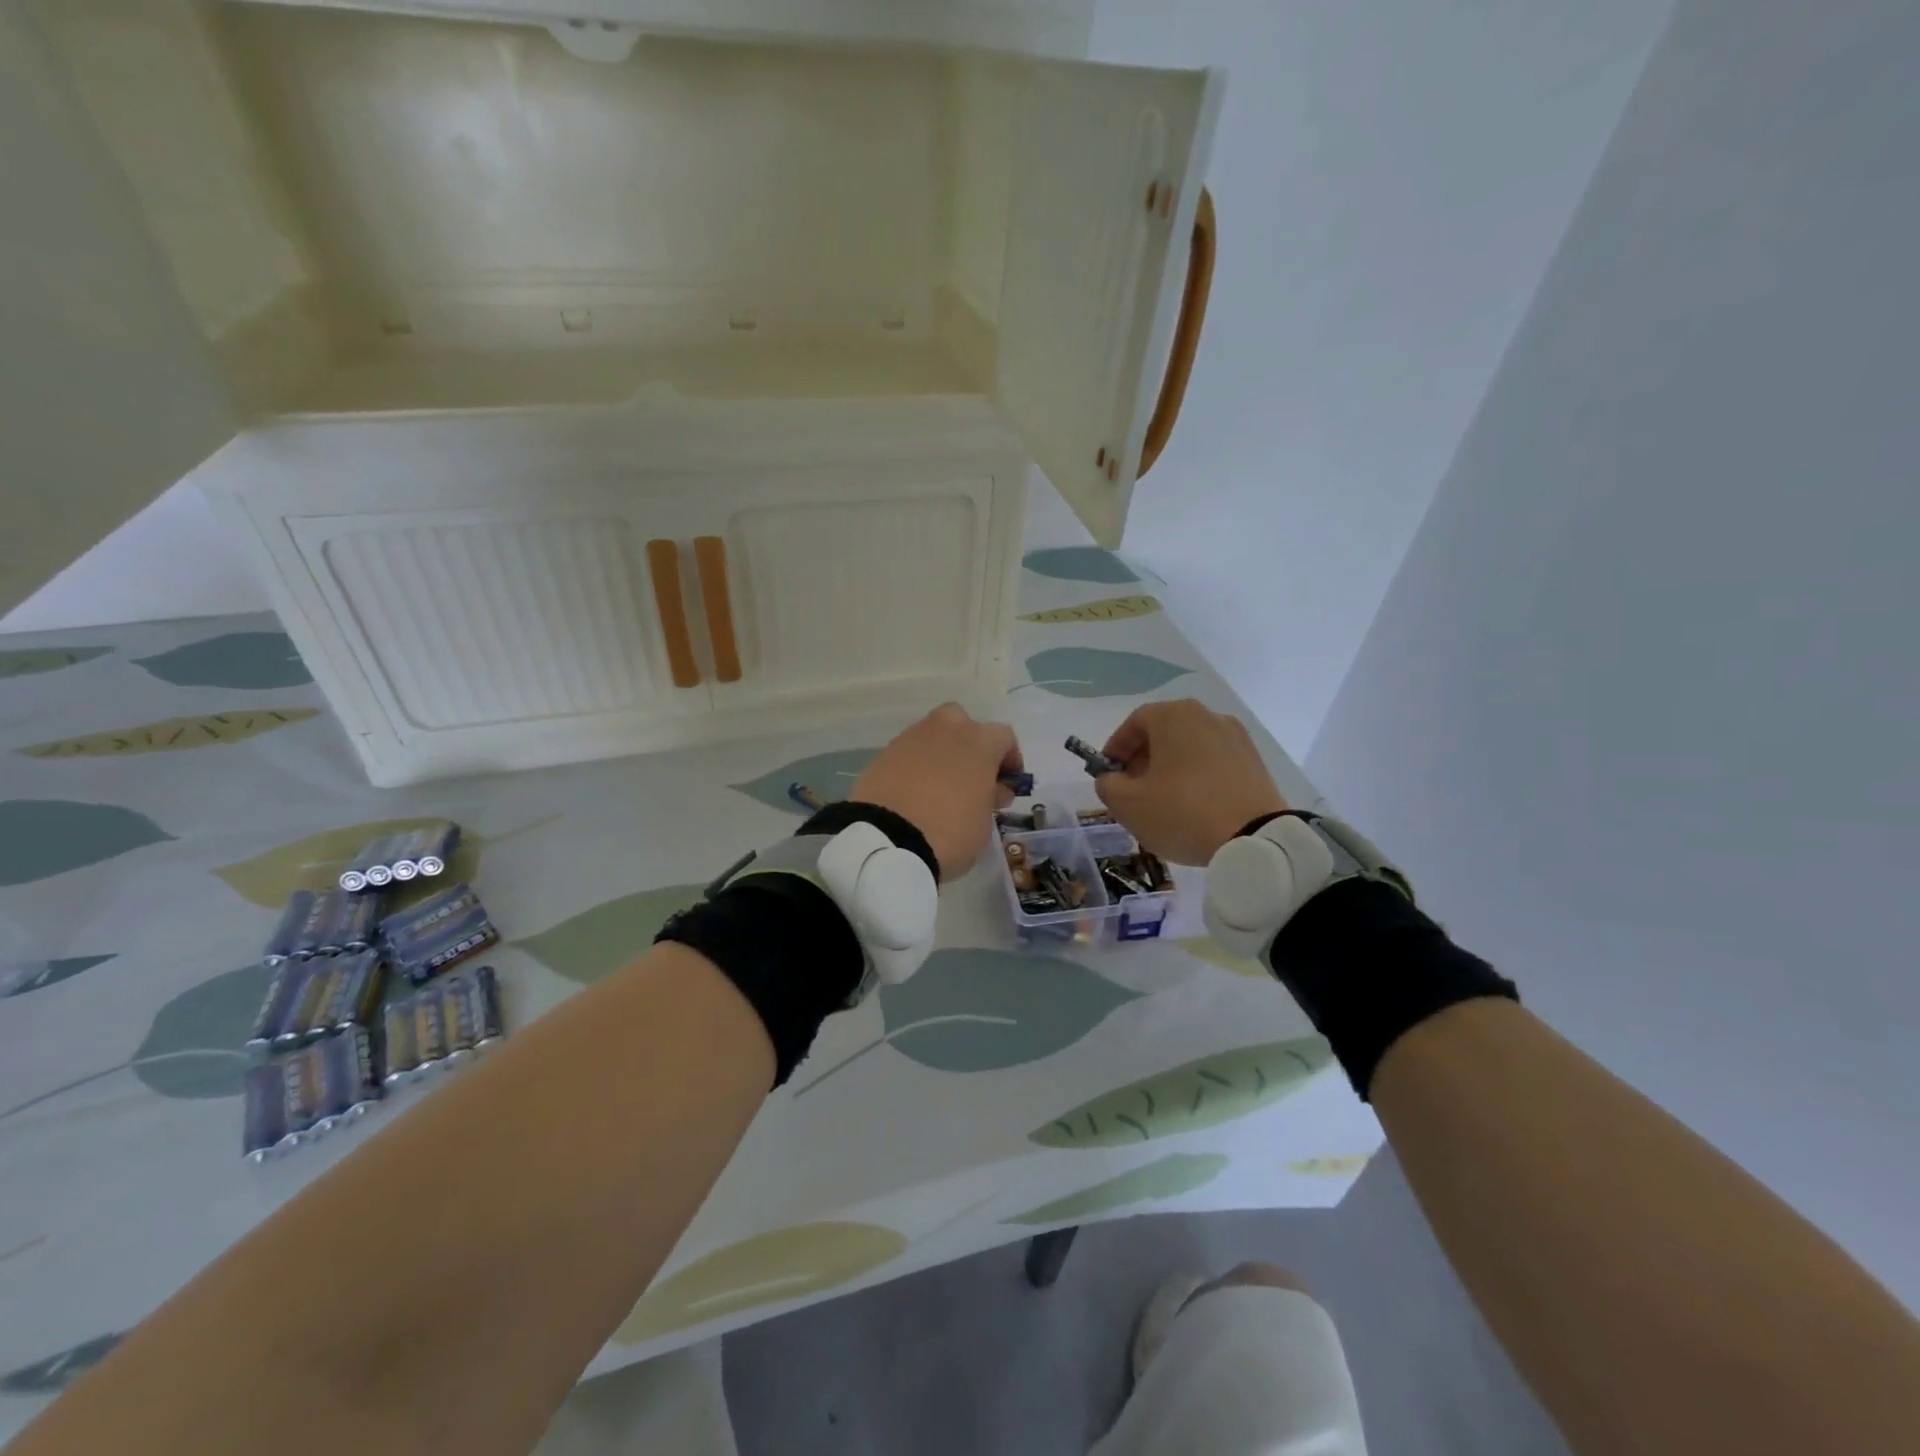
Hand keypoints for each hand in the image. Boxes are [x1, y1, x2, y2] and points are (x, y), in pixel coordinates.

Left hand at [850, 704, 1021, 879]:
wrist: (886, 840)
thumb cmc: (950, 831)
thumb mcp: (985, 822)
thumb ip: (991, 798)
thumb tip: (991, 789)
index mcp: (979, 741)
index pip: (1004, 738)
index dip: (1009, 761)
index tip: (1006, 784)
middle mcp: (946, 728)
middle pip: (964, 726)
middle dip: (970, 747)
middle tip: (971, 779)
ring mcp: (911, 738)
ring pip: (933, 738)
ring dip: (941, 756)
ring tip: (940, 790)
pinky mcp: (883, 754)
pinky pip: (909, 755)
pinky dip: (915, 768)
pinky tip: (914, 795)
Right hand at [1094, 700, 1288, 864]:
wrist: (1255, 839)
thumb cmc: (1182, 812)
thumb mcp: (1127, 804)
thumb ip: (1107, 785)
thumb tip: (1112, 778)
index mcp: (1174, 716)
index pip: (1135, 723)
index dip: (1116, 748)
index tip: (1109, 773)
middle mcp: (1207, 716)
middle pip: (1164, 732)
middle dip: (1143, 759)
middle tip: (1133, 789)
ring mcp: (1236, 737)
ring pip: (1190, 747)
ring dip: (1171, 768)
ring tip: (1164, 801)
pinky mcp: (1255, 761)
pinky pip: (1214, 762)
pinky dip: (1198, 776)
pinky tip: (1194, 806)